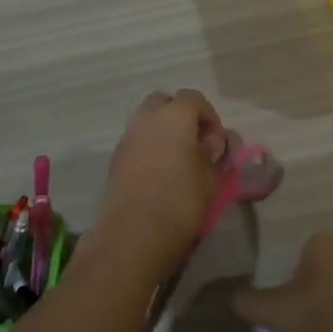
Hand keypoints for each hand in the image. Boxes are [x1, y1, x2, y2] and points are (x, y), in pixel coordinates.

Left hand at [96, 90, 226, 271]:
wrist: (133, 233)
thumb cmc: (180, 202)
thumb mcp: (210, 179)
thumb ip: (213, 153)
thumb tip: (213, 141)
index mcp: (174, 116)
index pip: (194, 98)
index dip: (209, 116)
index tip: (216, 141)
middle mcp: (146, 118)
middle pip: (164, 102)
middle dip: (180, 116)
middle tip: (195, 143)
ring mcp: (127, 136)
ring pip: (147, 120)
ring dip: (162, 131)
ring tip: (177, 160)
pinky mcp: (115, 157)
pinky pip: (136, 139)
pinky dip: (148, 146)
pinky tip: (159, 172)